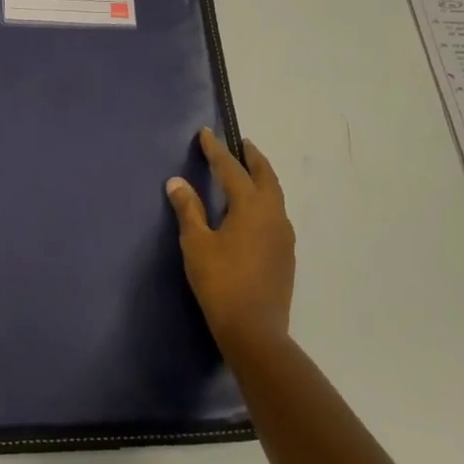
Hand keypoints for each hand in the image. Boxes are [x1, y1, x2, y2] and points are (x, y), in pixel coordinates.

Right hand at [166, 128, 294, 355]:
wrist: (254, 330)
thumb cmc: (220, 282)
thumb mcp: (196, 244)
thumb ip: (188, 210)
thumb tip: (177, 182)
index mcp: (252, 207)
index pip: (232, 170)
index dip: (217, 151)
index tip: (206, 134)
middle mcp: (274, 215)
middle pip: (266, 177)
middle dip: (252, 158)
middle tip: (242, 144)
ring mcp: (284, 236)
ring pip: (275, 196)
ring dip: (262, 179)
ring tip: (248, 174)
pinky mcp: (285, 255)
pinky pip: (276, 215)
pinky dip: (265, 201)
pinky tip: (253, 213)